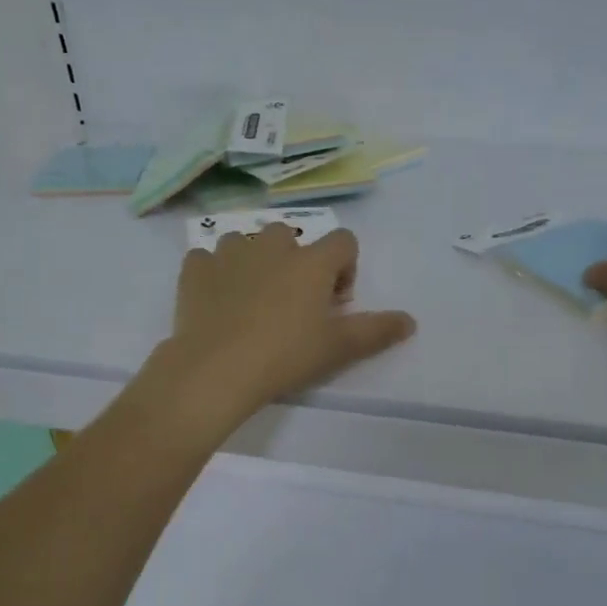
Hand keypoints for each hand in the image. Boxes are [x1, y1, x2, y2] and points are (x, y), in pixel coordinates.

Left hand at [154, 225, 414, 430]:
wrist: (216, 369)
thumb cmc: (285, 355)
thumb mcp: (339, 348)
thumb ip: (377, 330)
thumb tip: (411, 321)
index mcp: (312, 260)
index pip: (343, 241)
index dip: (345, 268)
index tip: (334, 303)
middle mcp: (272, 245)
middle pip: (292, 236)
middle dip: (297, 262)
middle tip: (292, 303)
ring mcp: (230, 253)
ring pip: (248, 242)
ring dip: (254, 262)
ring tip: (251, 300)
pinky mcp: (195, 268)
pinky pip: (208, 259)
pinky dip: (215, 273)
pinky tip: (216, 301)